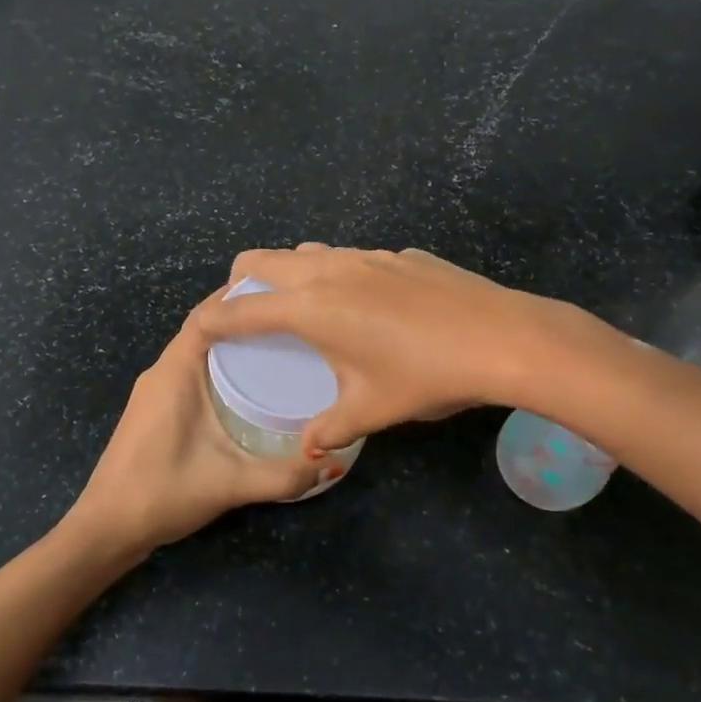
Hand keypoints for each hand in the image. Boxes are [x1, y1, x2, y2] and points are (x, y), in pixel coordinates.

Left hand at [64, 289, 317, 558]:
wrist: (106, 529)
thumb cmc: (162, 494)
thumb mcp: (230, 484)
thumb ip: (283, 476)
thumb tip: (332, 464)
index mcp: (175, 371)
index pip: (209, 314)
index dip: (242, 298)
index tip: (284, 294)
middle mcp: (162, 371)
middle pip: (206, 327)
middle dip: (245, 318)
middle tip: (294, 321)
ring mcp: (155, 389)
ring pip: (198, 349)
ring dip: (232, 342)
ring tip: (281, 345)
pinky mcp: (155, 408)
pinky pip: (191, 369)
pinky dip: (219, 364)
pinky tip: (249, 384)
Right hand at [194, 245, 592, 453]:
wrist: (501, 337)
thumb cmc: (425, 376)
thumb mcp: (372, 409)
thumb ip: (331, 428)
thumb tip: (309, 449)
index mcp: (311, 307)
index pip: (244, 309)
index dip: (215, 319)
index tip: (200, 328)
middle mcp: (330, 270)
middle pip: (264, 260)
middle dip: (242, 283)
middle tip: (247, 313)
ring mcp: (368, 255)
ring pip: (309, 252)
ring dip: (291, 273)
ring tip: (304, 308)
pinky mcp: (400, 254)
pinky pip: (352, 258)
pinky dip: (339, 275)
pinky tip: (369, 307)